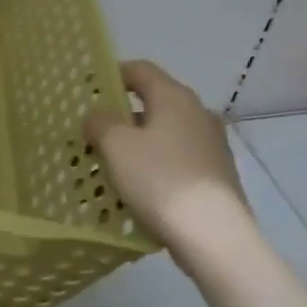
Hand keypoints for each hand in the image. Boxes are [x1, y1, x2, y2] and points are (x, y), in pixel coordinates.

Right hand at [86, 61, 254, 275]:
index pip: (141, 70)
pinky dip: (155, 166)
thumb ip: (100, 123)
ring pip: (165, 135)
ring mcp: (212, 146)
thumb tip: (99, 116)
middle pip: (154, 103)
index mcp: (175, 97)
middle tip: (94, 134)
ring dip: (137, 145)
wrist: (214, 236)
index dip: (113, 74)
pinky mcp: (217, 176)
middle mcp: (198, 114)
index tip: (90, 90)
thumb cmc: (160, 180)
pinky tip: (138, 190)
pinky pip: (177, 160)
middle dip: (122, 117)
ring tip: (111, 167)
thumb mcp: (116, 146)